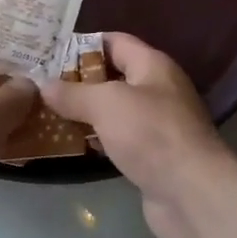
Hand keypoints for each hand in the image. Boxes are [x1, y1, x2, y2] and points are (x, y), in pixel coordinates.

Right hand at [40, 33, 236, 237]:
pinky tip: (70, 144)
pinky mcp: (153, 157)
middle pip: (113, 76)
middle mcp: (157, 89)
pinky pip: (118, 139)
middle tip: (43, 84)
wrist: (193, 196)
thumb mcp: (106, 104)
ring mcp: (157, 125)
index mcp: (152, 65)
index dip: (83, 44)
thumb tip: (44, 84)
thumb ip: (74, 93)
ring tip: (48, 113)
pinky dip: (97, 140)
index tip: (50, 52)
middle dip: (79, 80)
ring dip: (86, 113)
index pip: (115, 41)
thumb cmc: (151, 134)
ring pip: (114, 110)